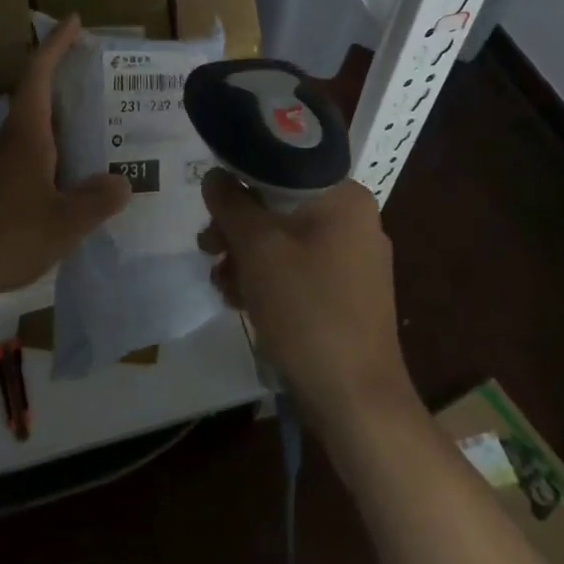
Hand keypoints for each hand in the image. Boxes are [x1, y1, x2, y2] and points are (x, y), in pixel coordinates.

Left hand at [0, 15, 130, 298]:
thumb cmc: (4, 236)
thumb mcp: (63, 223)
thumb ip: (97, 201)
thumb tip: (123, 181)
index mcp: (26, 134)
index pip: (39, 74)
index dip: (56, 44)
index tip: (75, 21)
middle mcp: (10, 139)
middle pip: (38, 95)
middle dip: (66, 78)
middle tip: (100, 75)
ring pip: (35, 127)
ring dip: (63, 118)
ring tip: (99, 125)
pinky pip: (30, 153)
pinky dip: (55, 149)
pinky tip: (73, 174)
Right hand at [200, 172, 417, 434]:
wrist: (355, 398)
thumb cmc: (306, 309)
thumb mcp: (257, 248)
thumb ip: (230, 203)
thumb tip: (214, 176)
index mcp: (344, 196)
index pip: (281, 165)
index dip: (239, 180)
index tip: (211, 206)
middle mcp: (354, 219)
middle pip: (280, 204)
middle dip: (238, 228)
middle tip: (208, 248)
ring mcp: (354, 258)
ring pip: (286, 238)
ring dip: (247, 256)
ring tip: (223, 285)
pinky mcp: (348, 292)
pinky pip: (300, 267)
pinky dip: (269, 278)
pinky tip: (243, 302)